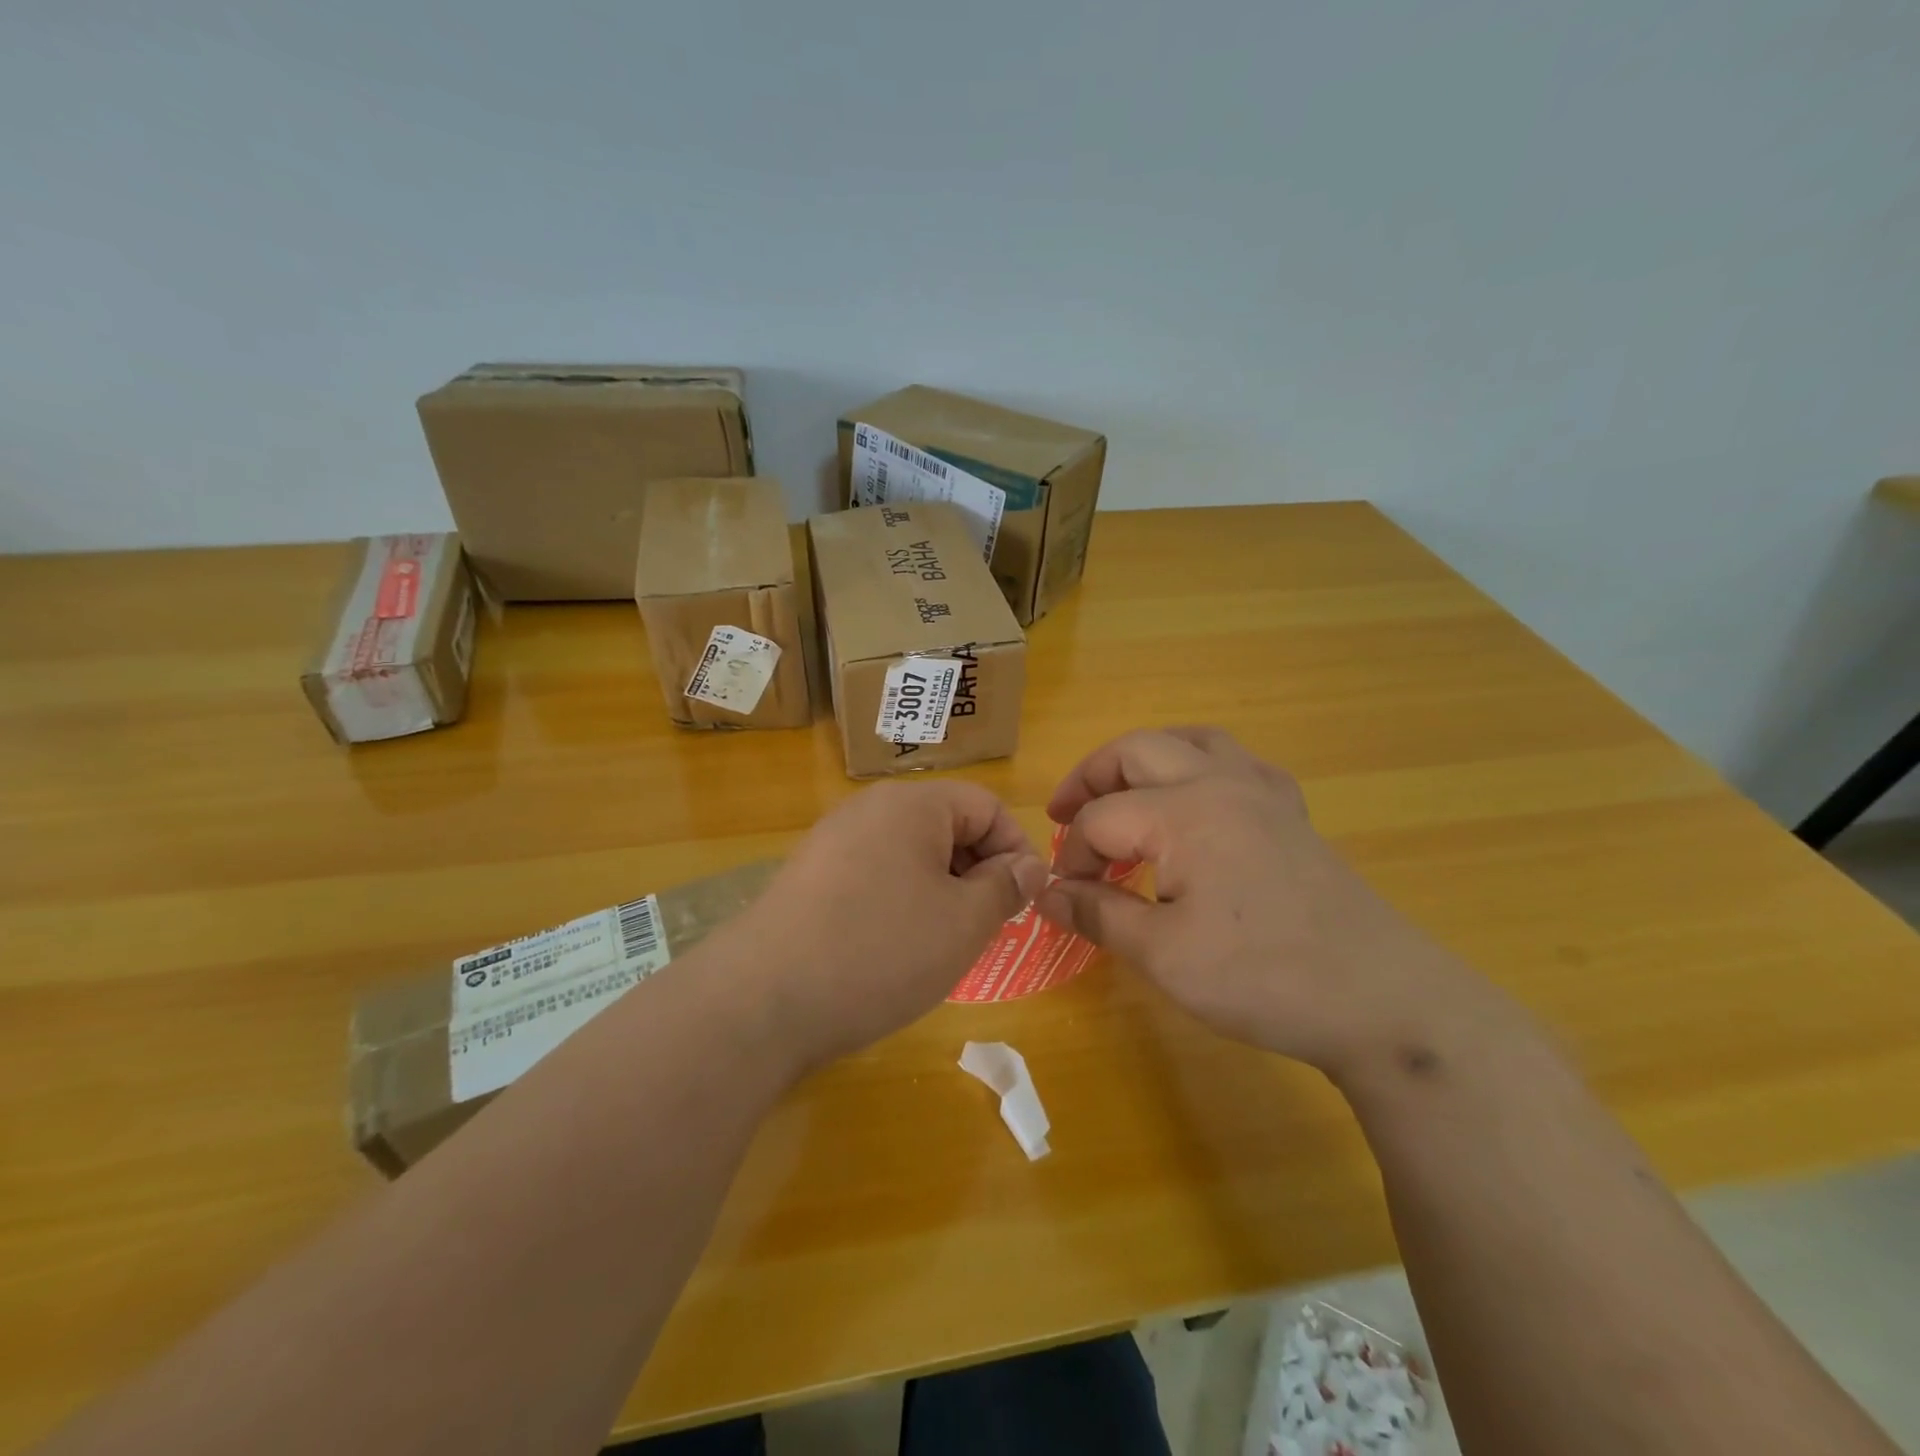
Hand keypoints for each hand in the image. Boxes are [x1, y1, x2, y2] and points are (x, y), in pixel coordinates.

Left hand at [729, 780, 1048, 1070]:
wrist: (763, 1000)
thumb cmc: (881, 950)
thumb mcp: (963, 922)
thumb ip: (1005, 887)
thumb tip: (1028, 865)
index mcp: (912, 804)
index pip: (986, 806)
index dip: (1016, 849)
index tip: (1023, 901)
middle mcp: (869, 809)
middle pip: (947, 825)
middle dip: (978, 872)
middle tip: (986, 928)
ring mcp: (833, 842)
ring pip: (911, 854)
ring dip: (941, 891)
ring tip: (943, 944)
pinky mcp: (810, 877)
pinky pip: (875, 875)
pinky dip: (900, 902)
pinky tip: (895, 949)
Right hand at [1038, 727, 1507, 1079]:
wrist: (1381, 1000)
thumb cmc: (1262, 977)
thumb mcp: (1163, 955)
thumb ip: (1097, 914)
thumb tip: (1044, 894)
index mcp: (1183, 812)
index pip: (1100, 819)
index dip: (1069, 856)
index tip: (1062, 896)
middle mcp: (1220, 783)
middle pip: (1137, 751)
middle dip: (1091, 778)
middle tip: (1063, 816)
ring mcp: (1263, 793)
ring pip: (1191, 741)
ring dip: (1145, 758)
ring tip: (1122, 791)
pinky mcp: (1291, 814)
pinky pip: (1237, 764)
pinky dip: (1200, 767)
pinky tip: (1197, 801)